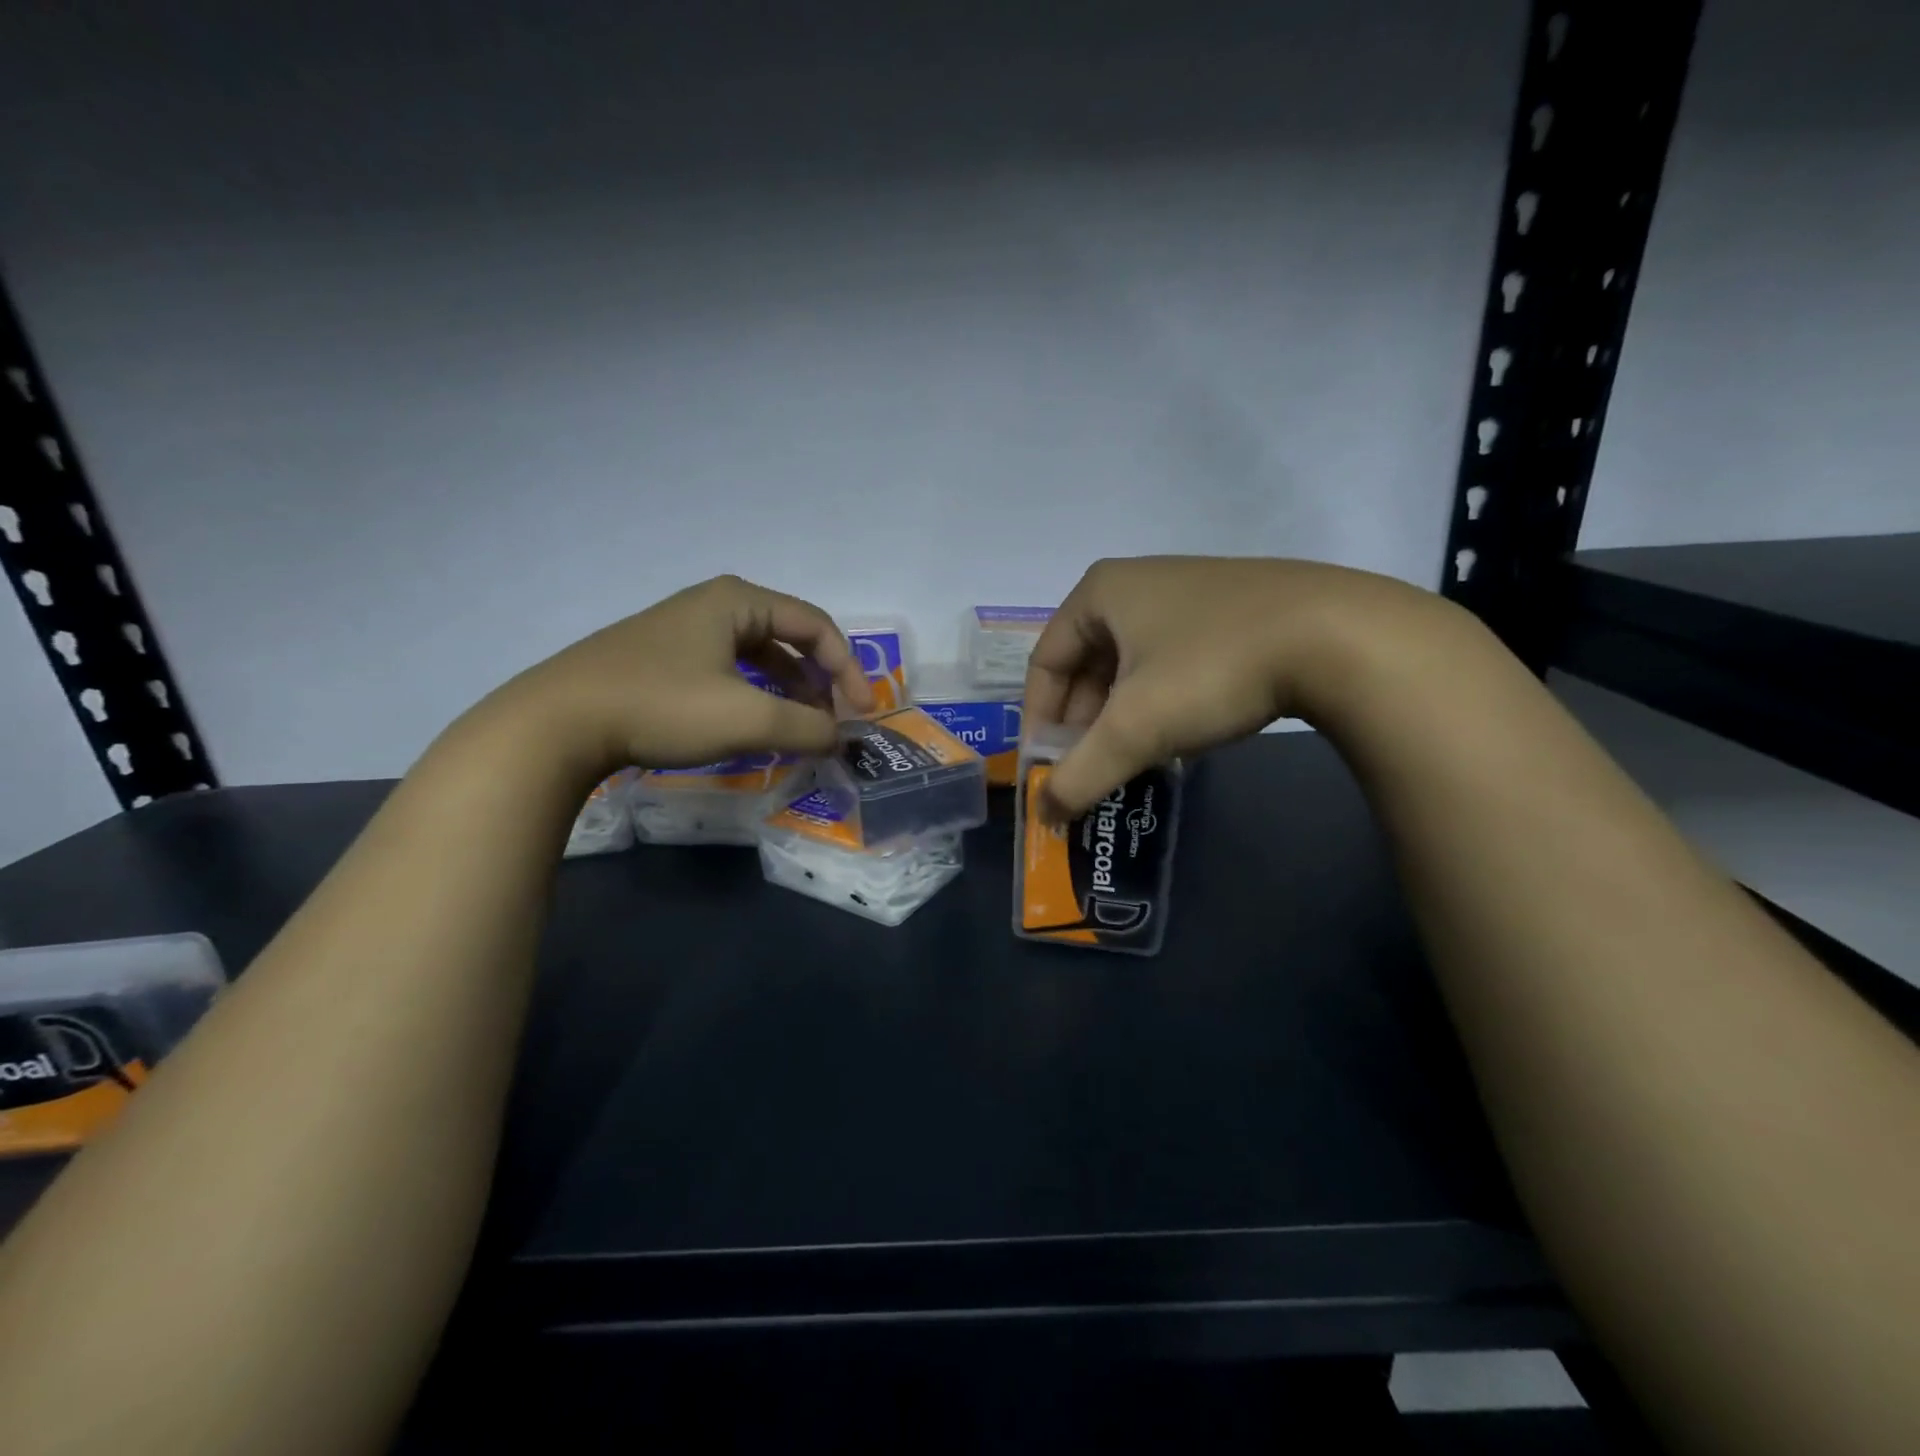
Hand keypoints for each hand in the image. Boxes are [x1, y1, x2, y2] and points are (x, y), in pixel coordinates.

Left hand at [470, 575, 873, 776]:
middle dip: (819, 682)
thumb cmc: (662, 706)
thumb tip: (840, 736)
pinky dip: (755, 697)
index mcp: (739, 601)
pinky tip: (756, 727)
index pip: (816, 626)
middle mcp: (715, 606)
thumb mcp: (747, 719)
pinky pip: (729, 672)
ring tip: (801, 730)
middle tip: (832, 724)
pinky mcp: (664, 660)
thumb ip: (807, 727)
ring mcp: (685, 631)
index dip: (848, 669)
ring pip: (759, 658)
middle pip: (789, 639)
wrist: (558, 723)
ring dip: (789, 692)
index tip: (860, 714)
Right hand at [1024, 555, 1453, 815]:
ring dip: (1121, 716)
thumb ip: (1080, 773)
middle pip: (1087, 664)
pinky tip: (1177, 734)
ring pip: (1132, 666)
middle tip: (1089, 769)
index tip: (1046, 768)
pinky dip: (1161, 701)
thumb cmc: (1213, 668)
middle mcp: (1138, 582)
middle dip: (1083, 723)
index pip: (1046, 662)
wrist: (1342, 636)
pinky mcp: (1233, 611)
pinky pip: (1172, 661)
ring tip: (1130, 759)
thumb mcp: (1135, 726)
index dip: (1038, 720)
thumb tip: (1045, 815)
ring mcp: (1190, 593)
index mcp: (1100, 592)